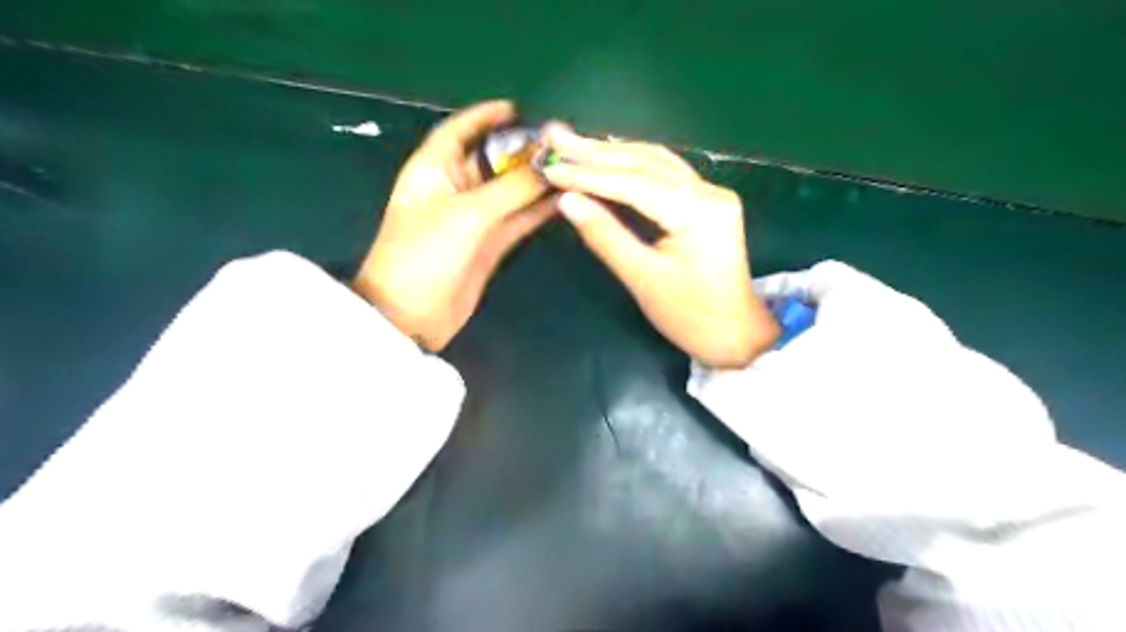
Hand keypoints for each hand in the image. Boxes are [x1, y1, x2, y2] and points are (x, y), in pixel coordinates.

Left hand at [356, 102, 551, 351]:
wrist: (411, 315)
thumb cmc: (426, 252)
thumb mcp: (467, 213)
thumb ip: (511, 188)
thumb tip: (550, 166)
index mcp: (434, 169)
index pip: (459, 130)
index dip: (485, 116)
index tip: (519, 108)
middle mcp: (455, 188)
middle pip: (492, 159)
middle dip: (523, 150)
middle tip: (563, 143)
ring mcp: (474, 218)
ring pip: (510, 191)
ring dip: (536, 181)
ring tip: (573, 167)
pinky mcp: (490, 244)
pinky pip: (518, 219)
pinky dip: (538, 210)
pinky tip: (564, 200)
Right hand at [540, 124, 779, 367]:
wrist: (736, 335)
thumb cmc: (691, 317)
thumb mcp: (644, 280)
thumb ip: (605, 236)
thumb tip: (566, 201)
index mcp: (698, 212)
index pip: (634, 183)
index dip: (588, 175)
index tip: (549, 168)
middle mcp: (709, 192)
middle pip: (645, 161)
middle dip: (595, 151)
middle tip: (554, 135)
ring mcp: (711, 194)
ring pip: (655, 161)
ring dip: (612, 152)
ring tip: (573, 143)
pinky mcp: (707, 202)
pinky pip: (664, 174)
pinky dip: (631, 165)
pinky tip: (606, 159)